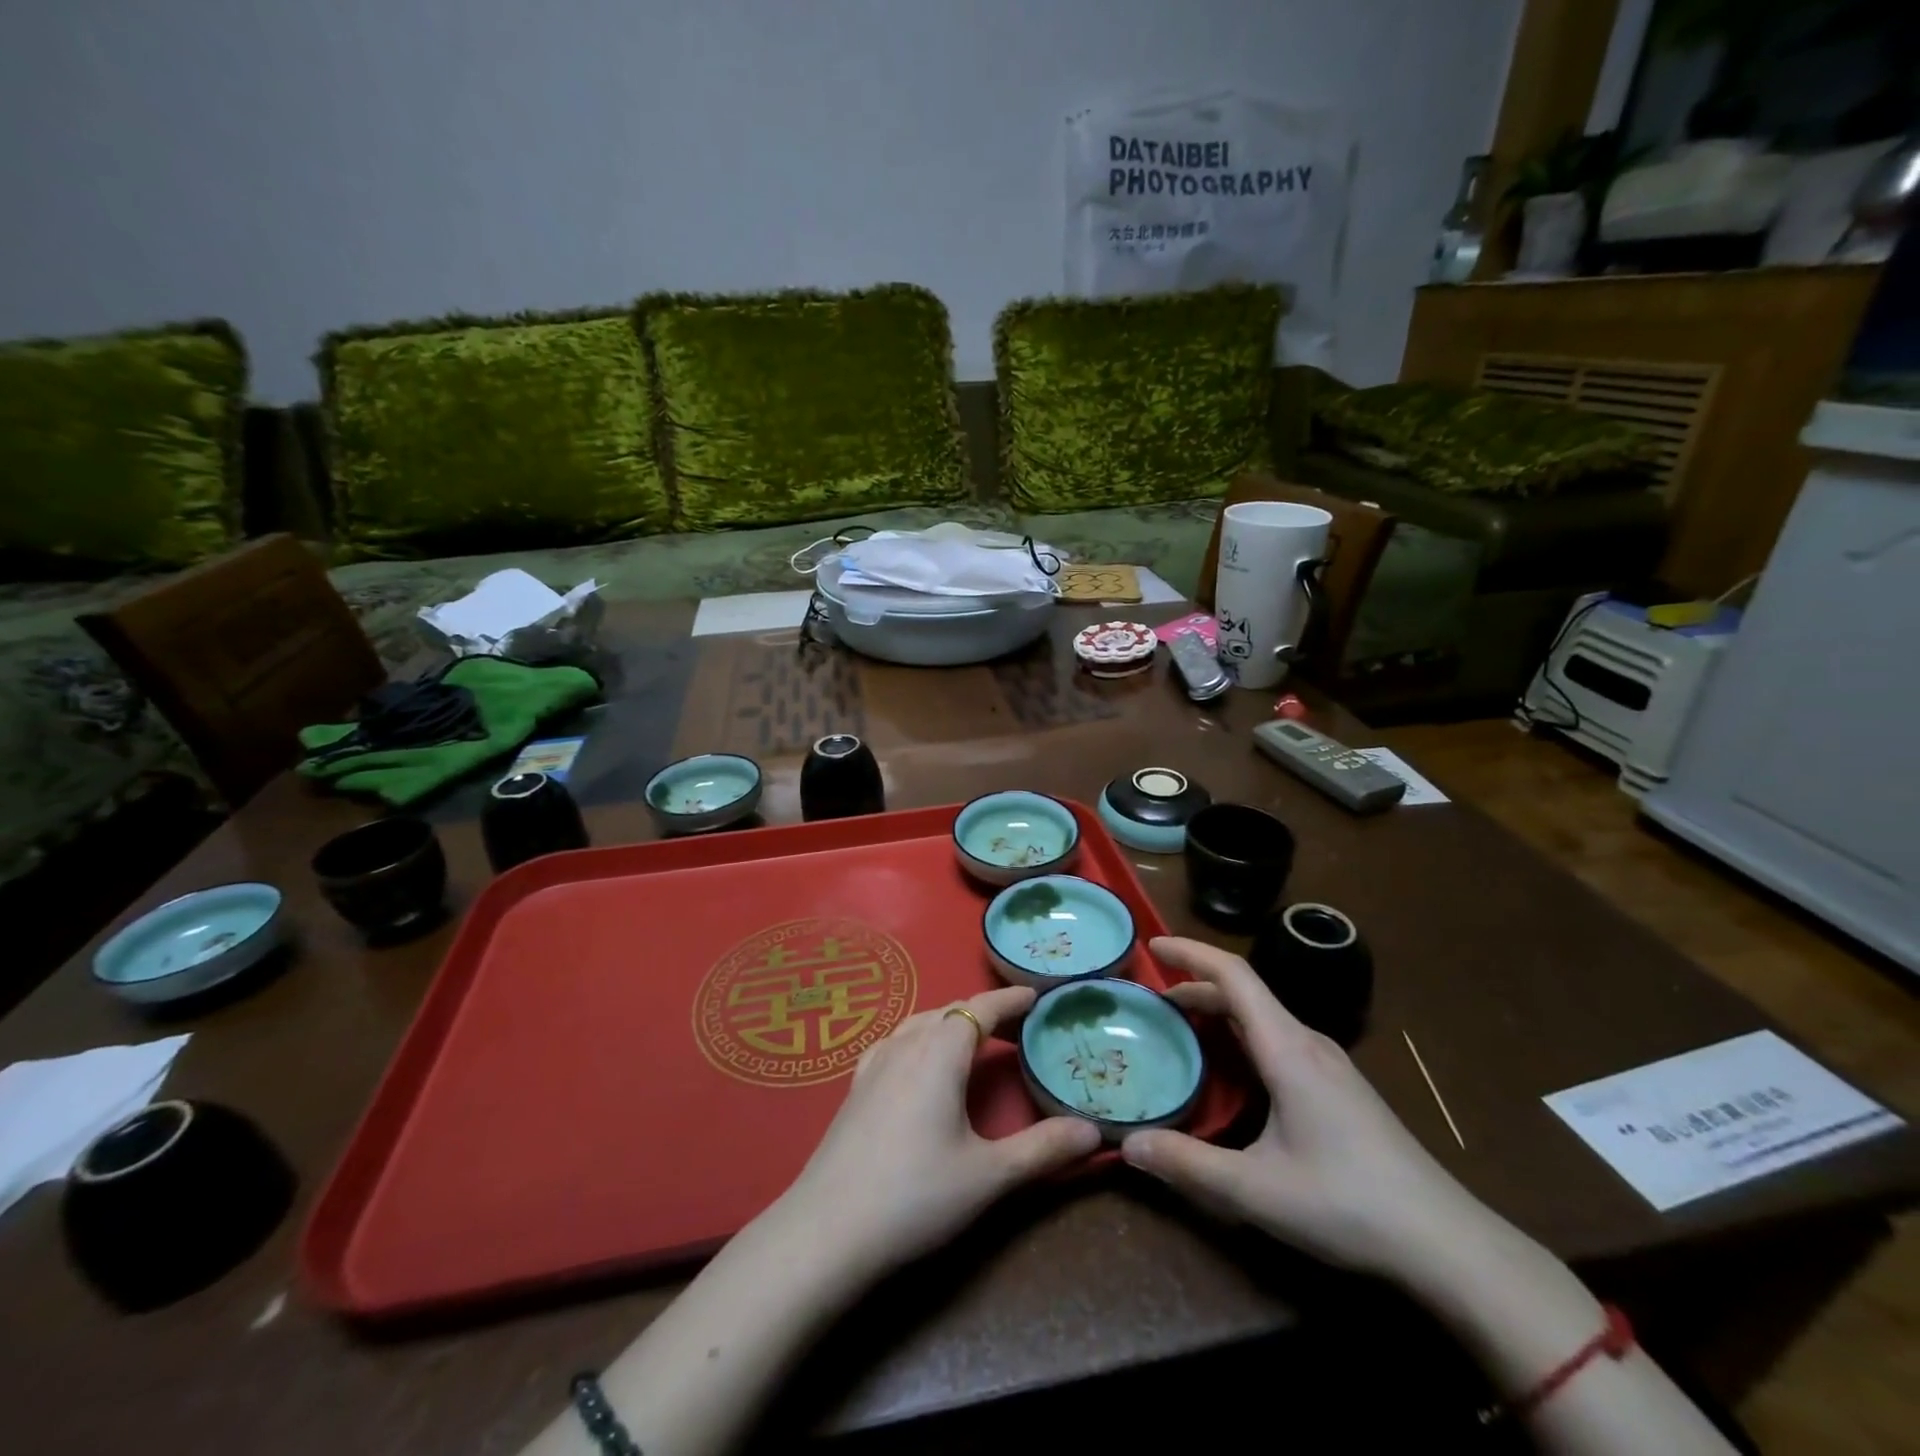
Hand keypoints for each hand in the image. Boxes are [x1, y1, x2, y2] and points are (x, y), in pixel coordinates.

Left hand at [768, 986, 1102, 1283]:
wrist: (827, 1231)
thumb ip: (1043, 1150)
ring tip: (972, 1040)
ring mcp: (874, 1063)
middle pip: (949, 1012)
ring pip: (919, 1023)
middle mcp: (905, 1044)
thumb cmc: (915, 1196)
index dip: (1009, 1000)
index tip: (1035, 995)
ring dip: (949, 1023)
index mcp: (939, 1052)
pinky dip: (918, 1038)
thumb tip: (1096, 1132)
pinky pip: (894, 1042)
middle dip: (984, 1012)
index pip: (980, 1008)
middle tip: (1016, 1026)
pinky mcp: (855, 1087)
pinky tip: (917, 1062)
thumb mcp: (989, 1176)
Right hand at [1121, 937, 1495, 1280]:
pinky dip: (1240, 1036)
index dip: (1190, 952)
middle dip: (1194, 987)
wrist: (1447, 1243)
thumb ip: (1188, 1165)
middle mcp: (1308, 1043)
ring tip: (1181, 1032)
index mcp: (1287, 1048)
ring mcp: (1329, 1064)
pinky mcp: (1339, 1087)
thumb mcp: (1256, 1190)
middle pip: (1244, 993)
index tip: (1151, 945)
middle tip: (1150, 1005)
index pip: (1233, 975)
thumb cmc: (1348, 1204)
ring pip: (1262, 1017)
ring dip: (1218, 1012)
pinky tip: (1230, 1072)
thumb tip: (1126, 1145)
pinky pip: (1278, 1040)